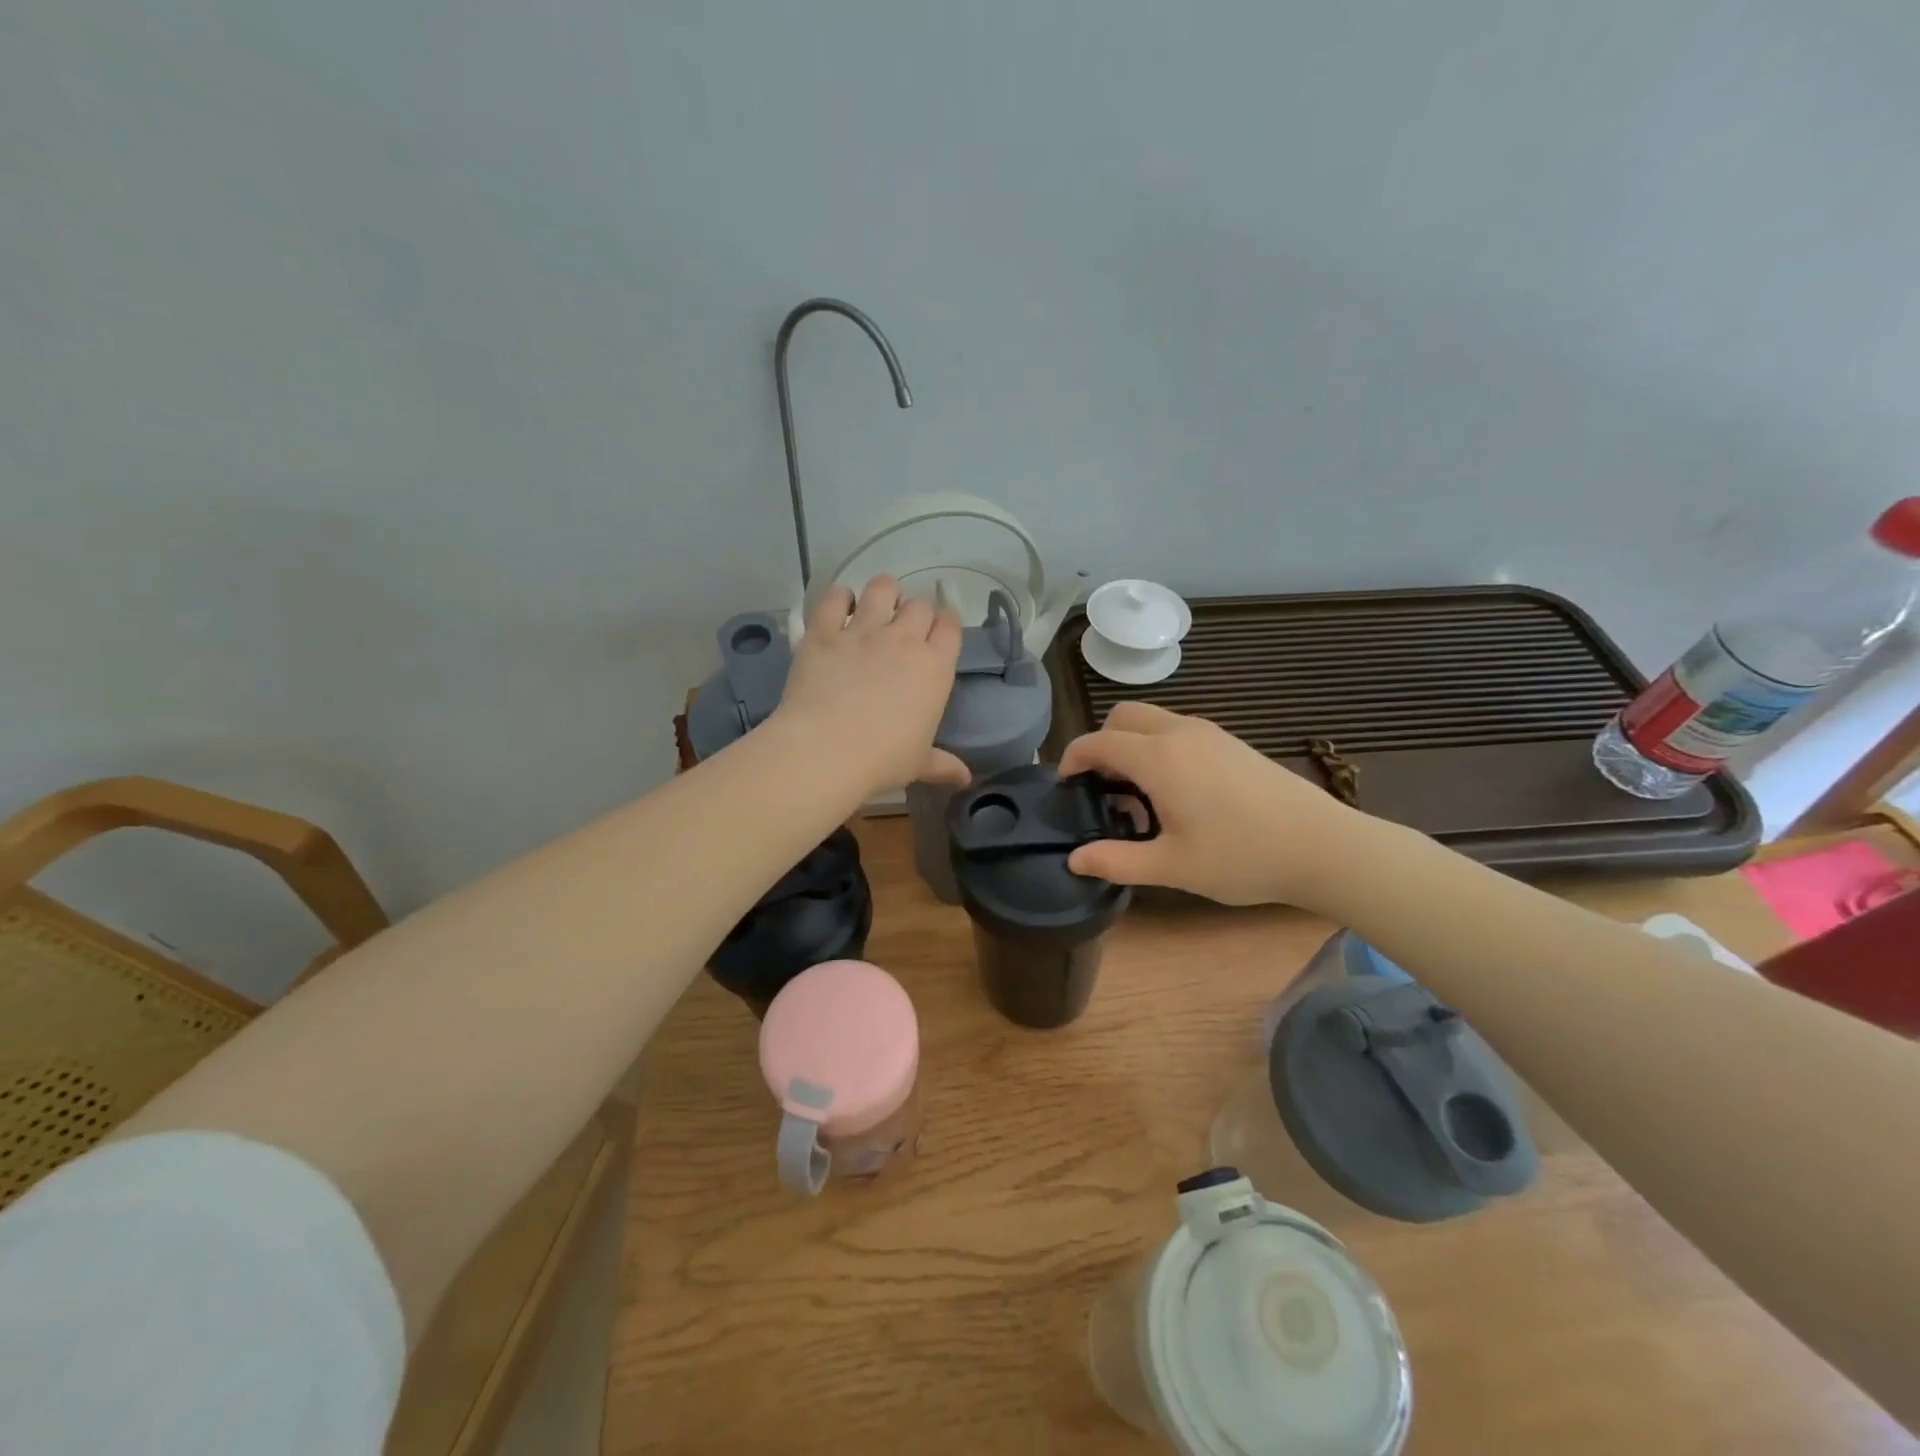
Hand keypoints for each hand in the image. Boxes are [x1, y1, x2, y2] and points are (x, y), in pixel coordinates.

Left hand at [772, 576, 967, 798]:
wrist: (826, 750)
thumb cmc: (883, 759)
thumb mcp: (919, 764)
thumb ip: (943, 764)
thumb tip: (965, 779)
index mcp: (935, 667)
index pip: (951, 626)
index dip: (946, 624)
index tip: (938, 632)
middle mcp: (903, 639)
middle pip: (919, 605)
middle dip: (916, 612)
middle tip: (905, 630)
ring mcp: (862, 630)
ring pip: (882, 588)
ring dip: (884, 593)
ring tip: (877, 606)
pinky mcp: (824, 632)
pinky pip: (834, 598)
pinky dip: (838, 598)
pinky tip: (839, 607)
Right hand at [1058, 702, 1365, 907]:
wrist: (1321, 845)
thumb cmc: (1241, 856)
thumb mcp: (1172, 867)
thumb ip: (1117, 861)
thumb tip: (1075, 860)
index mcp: (1158, 757)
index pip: (1097, 742)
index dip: (1072, 758)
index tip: (1065, 784)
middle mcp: (1179, 733)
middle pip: (1122, 716)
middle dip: (1101, 743)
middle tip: (1101, 786)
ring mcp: (1209, 733)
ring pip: (1152, 719)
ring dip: (1132, 743)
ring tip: (1137, 793)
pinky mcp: (1231, 741)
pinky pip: (1178, 729)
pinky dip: (1159, 745)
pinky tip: (1176, 790)